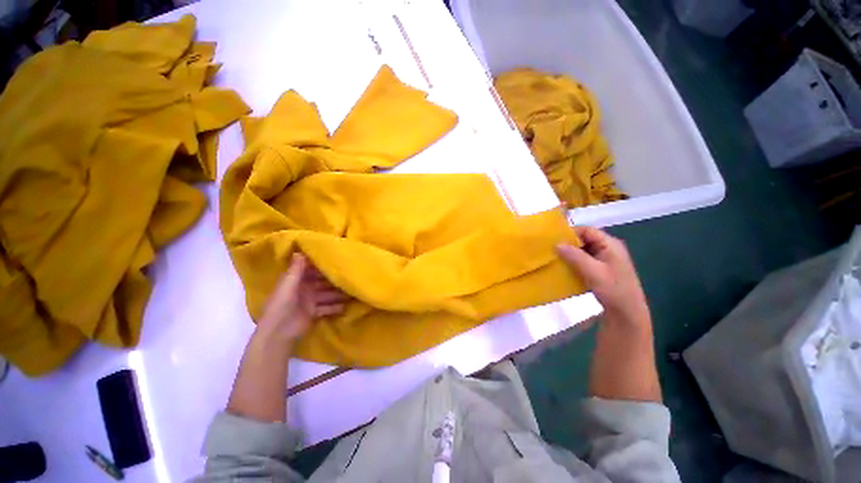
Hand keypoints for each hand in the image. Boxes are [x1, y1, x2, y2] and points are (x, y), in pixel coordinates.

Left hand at [257, 253, 348, 342]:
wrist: (278, 334)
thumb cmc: (281, 307)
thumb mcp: (287, 286)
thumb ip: (295, 270)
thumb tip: (299, 251)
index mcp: (295, 281)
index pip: (310, 270)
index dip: (321, 265)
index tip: (336, 258)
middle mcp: (303, 289)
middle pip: (321, 282)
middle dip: (333, 279)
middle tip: (350, 274)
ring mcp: (309, 301)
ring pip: (327, 294)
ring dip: (338, 293)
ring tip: (353, 291)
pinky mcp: (314, 313)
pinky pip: (327, 307)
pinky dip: (335, 307)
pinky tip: (346, 306)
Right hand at [557, 227, 649, 324]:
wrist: (626, 314)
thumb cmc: (613, 290)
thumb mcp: (593, 271)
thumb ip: (575, 256)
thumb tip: (557, 244)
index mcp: (610, 244)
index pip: (587, 230)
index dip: (570, 232)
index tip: (553, 239)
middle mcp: (608, 248)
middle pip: (584, 239)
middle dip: (568, 243)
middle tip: (551, 249)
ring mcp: (604, 260)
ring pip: (582, 250)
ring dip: (569, 254)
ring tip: (554, 258)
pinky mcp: (600, 270)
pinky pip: (583, 260)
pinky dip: (573, 262)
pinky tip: (563, 268)